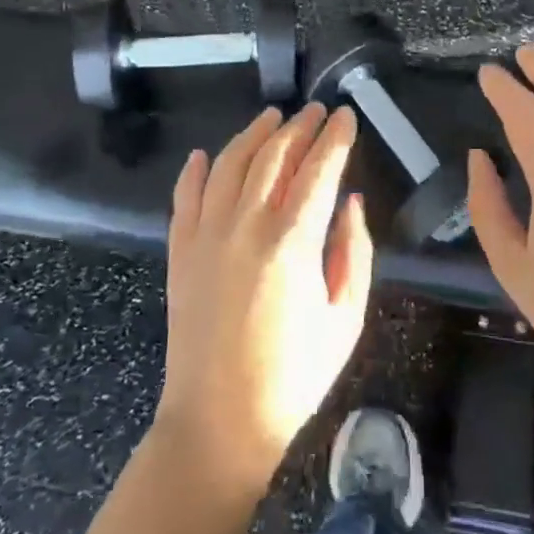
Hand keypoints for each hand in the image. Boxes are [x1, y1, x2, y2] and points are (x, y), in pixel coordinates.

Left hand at [156, 104, 373, 490]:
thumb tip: (351, 202)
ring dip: (252, 135)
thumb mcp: (345, 320)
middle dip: (298, 127)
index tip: (345, 115)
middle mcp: (246, 226)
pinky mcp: (180, 252)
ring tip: (271, 117)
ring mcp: (206, 236)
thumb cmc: (294, 377)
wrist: (220, 422)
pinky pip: (186, 196)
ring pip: (229, 164)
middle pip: (273, 156)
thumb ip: (353, 253)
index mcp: (293, 243)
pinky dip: (196, 170)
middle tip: (314, 110)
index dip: (334, 137)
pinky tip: (206, 154)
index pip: (318, 169)